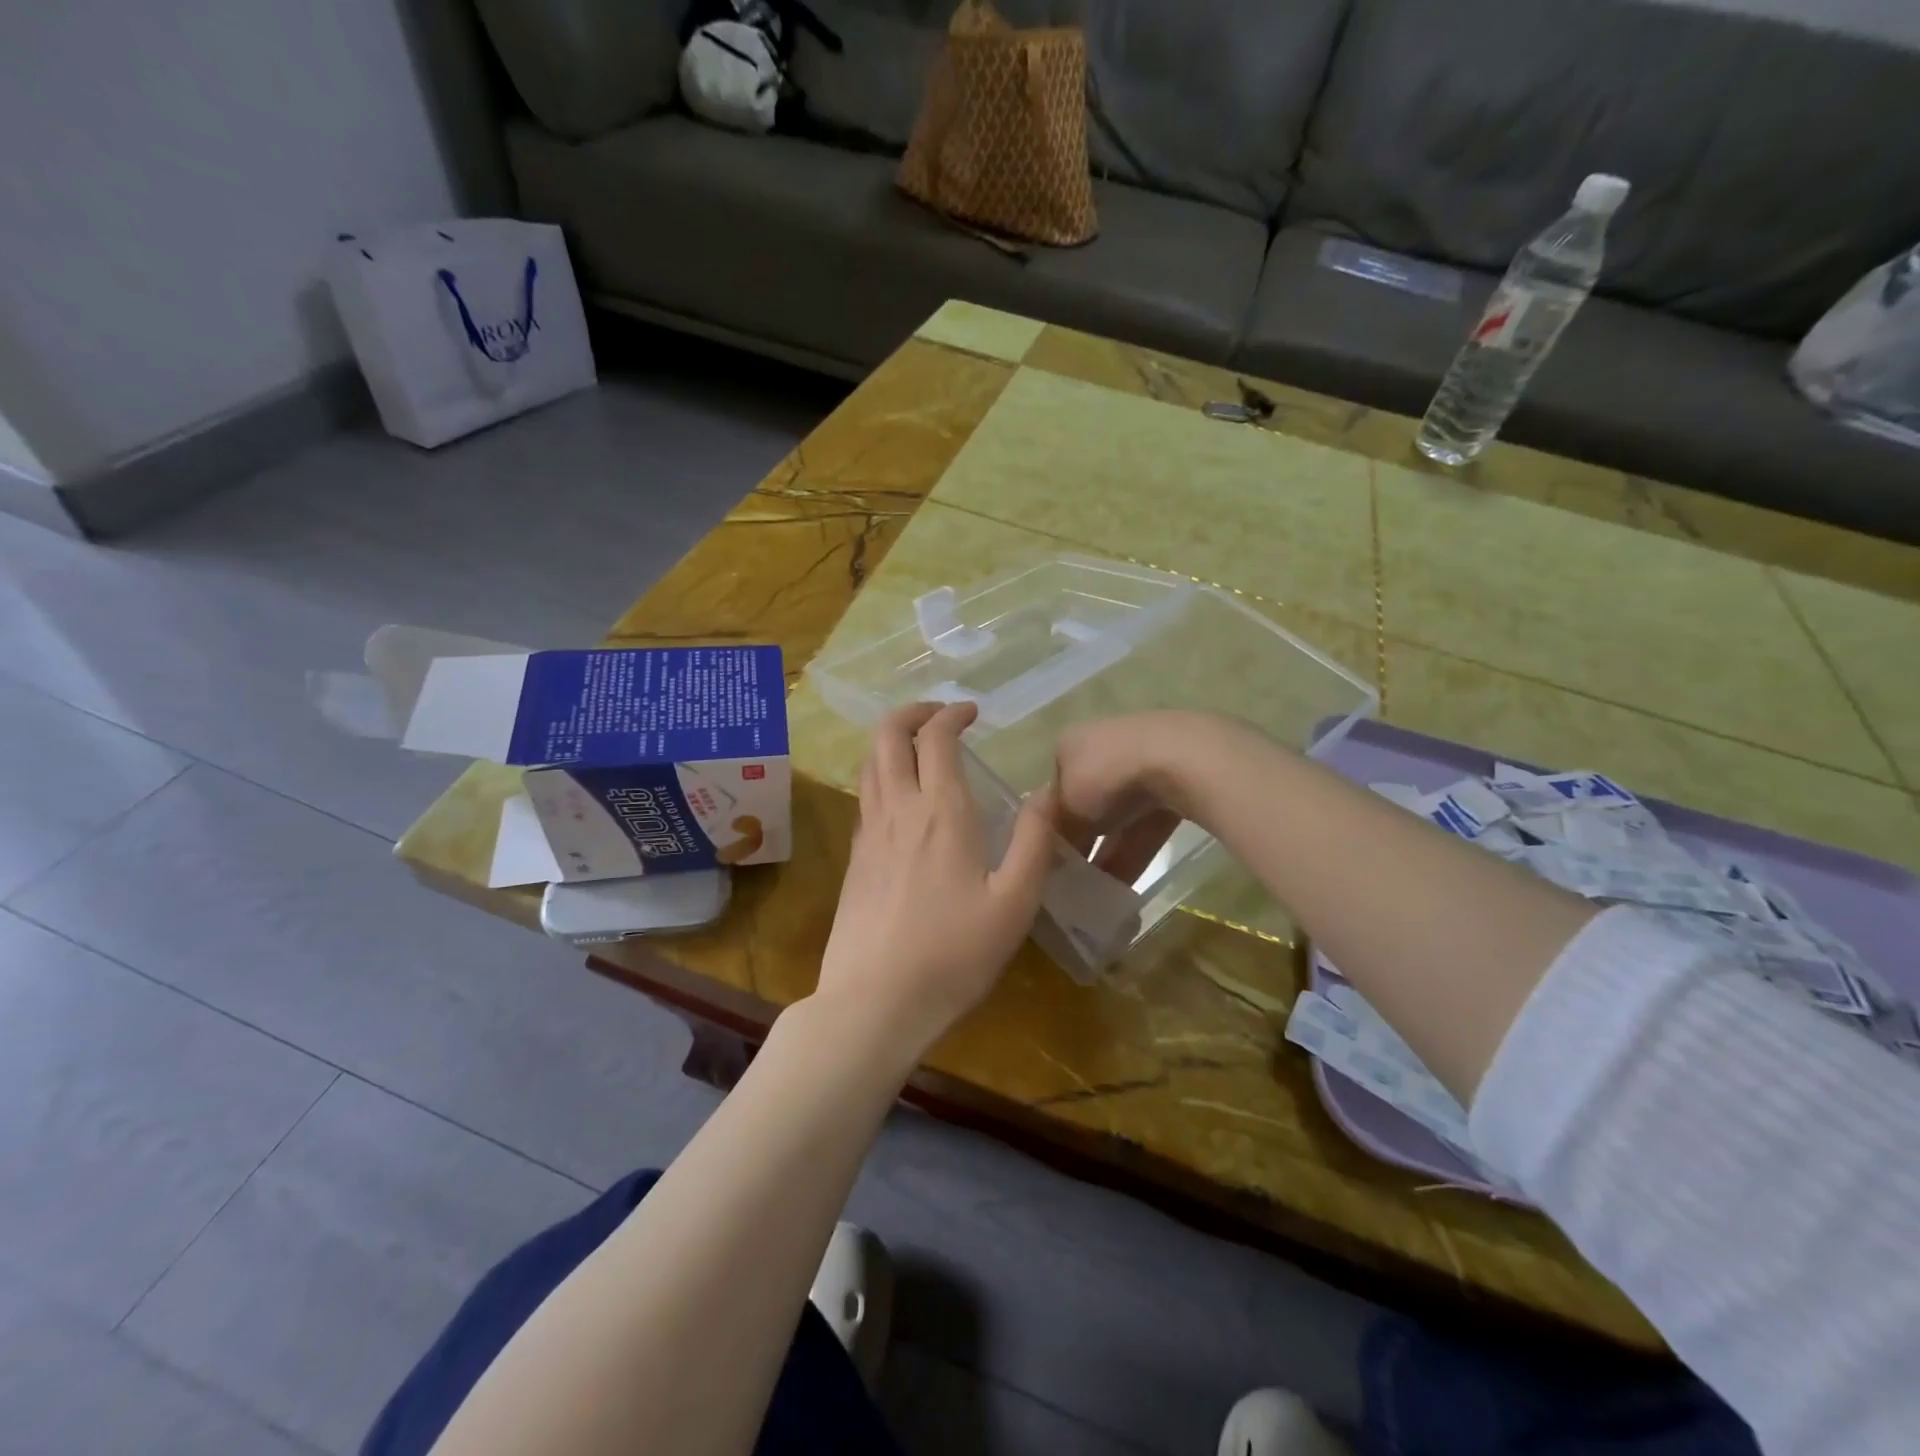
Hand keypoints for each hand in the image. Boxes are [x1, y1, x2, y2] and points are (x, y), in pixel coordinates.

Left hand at [816, 702, 1057, 1056]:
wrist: (874, 1002)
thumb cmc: (953, 955)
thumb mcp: (1014, 903)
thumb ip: (1034, 841)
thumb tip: (1046, 792)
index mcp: (941, 812)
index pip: (936, 737)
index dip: (951, 713)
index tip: (971, 712)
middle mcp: (898, 810)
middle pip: (887, 735)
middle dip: (911, 712)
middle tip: (939, 716)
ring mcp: (868, 833)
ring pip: (869, 763)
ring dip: (892, 741)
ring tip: (919, 748)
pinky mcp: (854, 859)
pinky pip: (864, 796)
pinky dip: (881, 775)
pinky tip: (902, 800)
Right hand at [1053, 711, 1239, 882]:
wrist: (1180, 759)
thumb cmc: (1107, 777)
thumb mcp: (1066, 809)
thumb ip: (1057, 833)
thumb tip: (1051, 856)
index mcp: (1070, 745)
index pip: (1054, 790)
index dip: (1051, 826)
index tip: (1050, 859)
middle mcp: (1103, 747)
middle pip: (1087, 804)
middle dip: (1082, 842)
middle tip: (1073, 881)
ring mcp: (1143, 763)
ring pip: (1120, 818)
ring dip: (1109, 853)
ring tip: (1098, 893)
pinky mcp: (1176, 783)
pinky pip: (1148, 825)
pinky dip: (1136, 852)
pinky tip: (1126, 886)